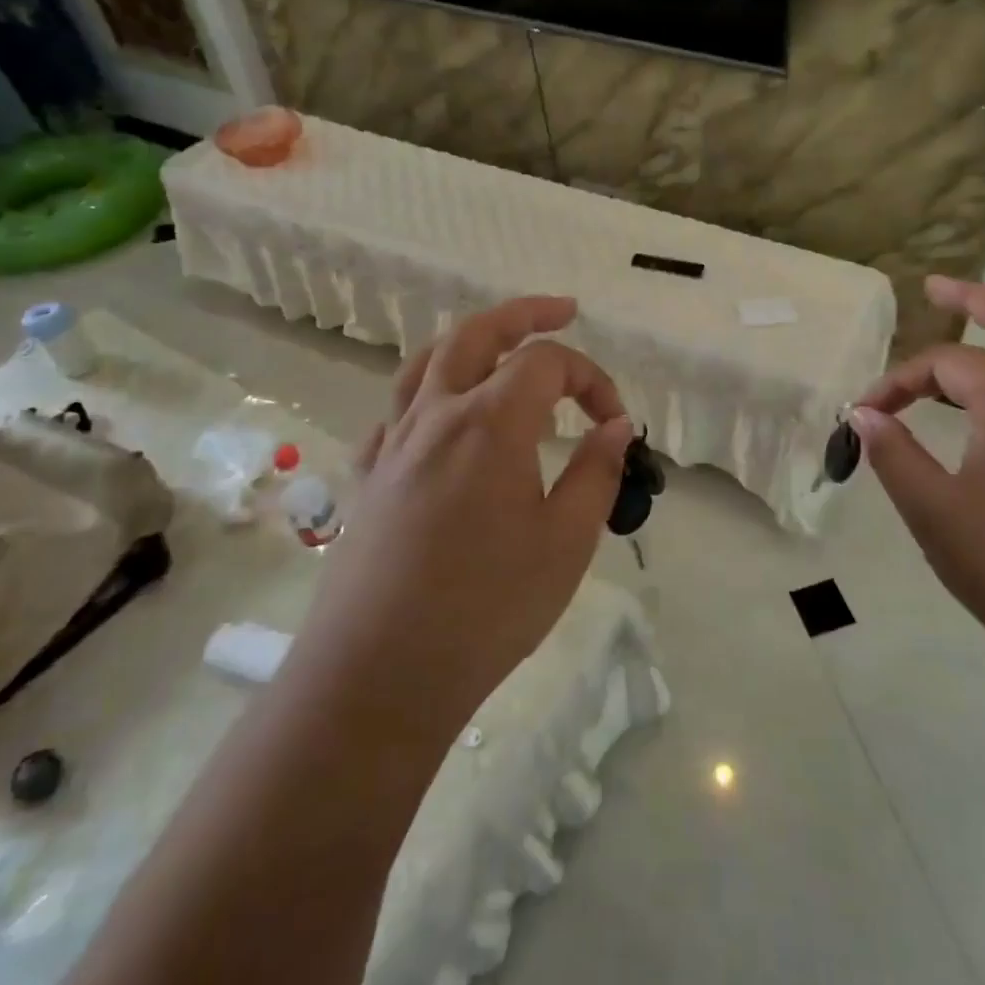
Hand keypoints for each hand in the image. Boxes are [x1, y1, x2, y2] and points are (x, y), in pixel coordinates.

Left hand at [292, 297, 632, 740]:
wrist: (377, 674)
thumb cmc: (486, 608)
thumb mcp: (565, 543)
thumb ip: (595, 472)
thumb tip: (614, 426)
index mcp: (489, 421)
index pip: (547, 363)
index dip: (591, 378)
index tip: (615, 422)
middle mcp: (437, 414)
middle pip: (477, 334)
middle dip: (525, 313)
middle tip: (562, 310)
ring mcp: (394, 442)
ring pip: (428, 361)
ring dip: (470, 339)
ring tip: (500, 344)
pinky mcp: (369, 475)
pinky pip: (397, 409)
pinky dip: (429, 391)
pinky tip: (442, 416)